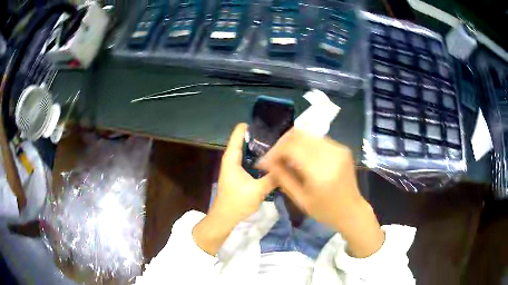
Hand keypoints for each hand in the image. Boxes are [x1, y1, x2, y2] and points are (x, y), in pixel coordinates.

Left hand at [193, 123, 275, 254]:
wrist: (225, 217)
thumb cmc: (237, 202)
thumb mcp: (258, 189)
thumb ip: (273, 177)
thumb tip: (289, 164)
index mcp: (232, 157)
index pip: (240, 132)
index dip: (253, 126)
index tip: (270, 125)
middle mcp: (232, 157)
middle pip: (246, 139)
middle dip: (261, 136)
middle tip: (280, 136)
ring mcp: (235, 165)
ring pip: (248, 150)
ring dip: (261, 148)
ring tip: (279, 145)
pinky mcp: (239, 173)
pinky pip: (249, 159)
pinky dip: (259, 158)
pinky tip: (272, 160)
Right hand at [257, 129, 384, 257]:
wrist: (352, 210)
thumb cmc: (325, 211)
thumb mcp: (300, 200)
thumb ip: (282, 178)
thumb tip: (267, 162)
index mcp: (320, 171)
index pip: (291, 147)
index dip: (273, 152)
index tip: (263, 162)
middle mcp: (331, 154)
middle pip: (298, 134)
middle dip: (281, 144)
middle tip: (273, 158)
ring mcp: (338, 148)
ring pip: (307, 134)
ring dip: (292, 143)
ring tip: (285, 158)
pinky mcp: (341, 148)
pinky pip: (317, 139)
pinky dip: (304, 145)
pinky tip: (300, 158)